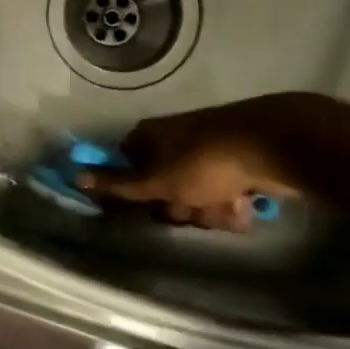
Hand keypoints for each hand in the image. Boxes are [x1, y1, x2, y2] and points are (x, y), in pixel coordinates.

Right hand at [77, 94, 323, 231]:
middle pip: (163, 187)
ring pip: (195, 195)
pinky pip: (224, 192)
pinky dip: (232, 204)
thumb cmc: (204, 163)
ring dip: (208, 211)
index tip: (147, 205)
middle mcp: (174, 141)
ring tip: (228, 208)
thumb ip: (117, 184)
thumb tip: (74, 175)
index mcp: (149, 137)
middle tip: (192, 209)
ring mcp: (207, 151)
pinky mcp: (238, 162)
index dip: (134, 190)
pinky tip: (246, 206)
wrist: (275, 145)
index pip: (126, 166)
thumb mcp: (155, 180)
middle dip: (179, 206)